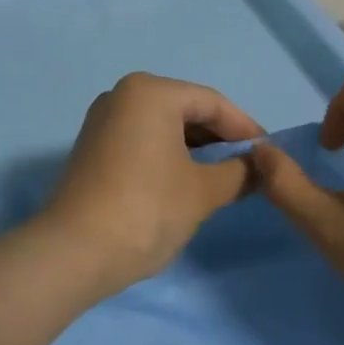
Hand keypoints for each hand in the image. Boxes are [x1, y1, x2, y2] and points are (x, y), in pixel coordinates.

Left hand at [39, 73, 263, 296]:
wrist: (74, 252)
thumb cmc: (147, 210)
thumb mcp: (203, 192)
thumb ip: (239, 173)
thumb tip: (260, 168)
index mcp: (150, 92)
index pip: (213, 103)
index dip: (246, 129)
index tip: (270, 155)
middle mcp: (122, 96)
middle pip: (186, 110)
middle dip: (220, 139)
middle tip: (249, 169)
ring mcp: (102, 122)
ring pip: (163, 128)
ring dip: (195, 150)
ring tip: (223, 179)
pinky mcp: (92, 149)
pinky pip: (142, 142)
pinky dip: (168, 157)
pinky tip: (186, 183)